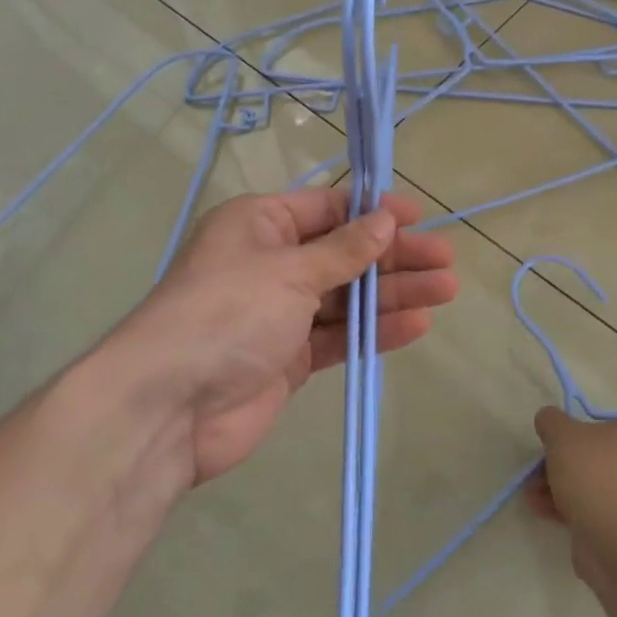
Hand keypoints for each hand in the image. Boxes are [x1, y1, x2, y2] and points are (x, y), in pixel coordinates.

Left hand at [109, 188, 455, 485]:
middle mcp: (270, 264)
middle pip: (343, 253)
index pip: (326, 209)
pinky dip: (374, 330)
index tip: (418, 217)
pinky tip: (416, 324)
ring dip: (394, 293)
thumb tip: (385, 220)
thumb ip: (344, 250)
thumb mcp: (289, 270)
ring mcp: (279, 313)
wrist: (169, 406)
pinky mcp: (288, 358)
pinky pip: (339, 336)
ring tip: (446, 291)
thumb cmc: (228, 313)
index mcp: (258, 226)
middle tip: (445, 260)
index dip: (373, 212)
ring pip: (347, 296)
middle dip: (394, 256)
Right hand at [528, 408, 616, 581]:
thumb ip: (552, 421)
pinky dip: (581, 512)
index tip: (560, 444)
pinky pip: (610, 513)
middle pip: (607, 456)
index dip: (584, 431)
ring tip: (535, 498)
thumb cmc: (600, 474)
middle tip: (540, 474)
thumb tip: (549, 419)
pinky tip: (549, 516)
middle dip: (568, 466)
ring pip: (606, 486)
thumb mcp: (562, 435)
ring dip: (568, 489)